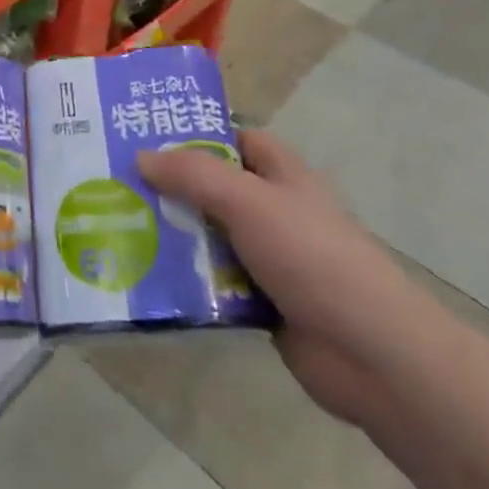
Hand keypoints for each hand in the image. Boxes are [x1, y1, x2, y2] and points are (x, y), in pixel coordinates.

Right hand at [138, 129, 434, 427]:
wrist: (373, 354)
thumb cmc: (312, 257)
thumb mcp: (248, 201)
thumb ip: (193, 175)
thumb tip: (141, 156)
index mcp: (282, 174)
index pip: (234, 138)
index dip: (195, 134)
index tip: (145, 134)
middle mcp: (275, 209)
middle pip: (214, 187)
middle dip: (171, 186)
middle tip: (115, 182)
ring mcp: (269, 257)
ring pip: (209, 235)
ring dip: (173, 235)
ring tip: (117, 226)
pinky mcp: (262, 301)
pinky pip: (213, 280)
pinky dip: (186, 279)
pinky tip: (146, 277)